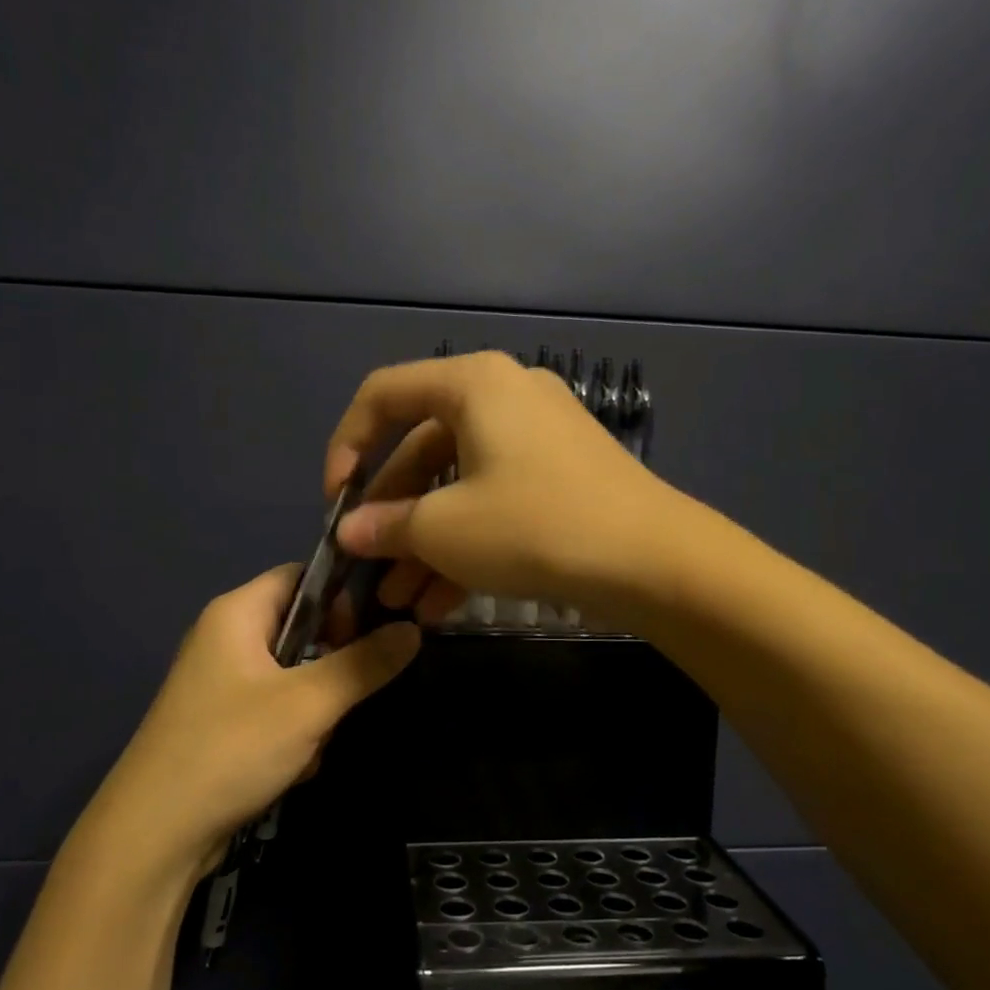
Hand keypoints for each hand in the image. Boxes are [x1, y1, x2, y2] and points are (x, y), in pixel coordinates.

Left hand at [88, 564, 421, 873]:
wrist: (154, 837)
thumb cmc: (232, 748)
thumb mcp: (310, 703)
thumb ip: (366, 663)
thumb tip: (414, 628)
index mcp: (237, 613)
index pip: (302, 576)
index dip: (342, 596)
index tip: (373, 629)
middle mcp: (225, 638)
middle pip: (302, 628)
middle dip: (332, 664)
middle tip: (345, 695)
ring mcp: (222, 684)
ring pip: (295, 675)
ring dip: (317, 707)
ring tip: (315, 740)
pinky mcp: (222, 724)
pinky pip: (277, 709)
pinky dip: (295, 732)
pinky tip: (295, 766)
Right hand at [324, 351, 677, 623]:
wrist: (654, 561)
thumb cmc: (535, 526)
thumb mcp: (445, 530)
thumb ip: (386, 526)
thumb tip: (350, 532)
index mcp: (473, 385)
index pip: (383, 395)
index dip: (346, 446)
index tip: (335, 503)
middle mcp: (504, 397)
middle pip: (421, 448)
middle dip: (390, 515)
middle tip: (368, 566)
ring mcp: (536, 438)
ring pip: (458, 484)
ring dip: (424, 541)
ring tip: (399, 600)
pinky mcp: (559, 477)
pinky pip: (494, 500)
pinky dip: (465, 543)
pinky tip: (440, 604)